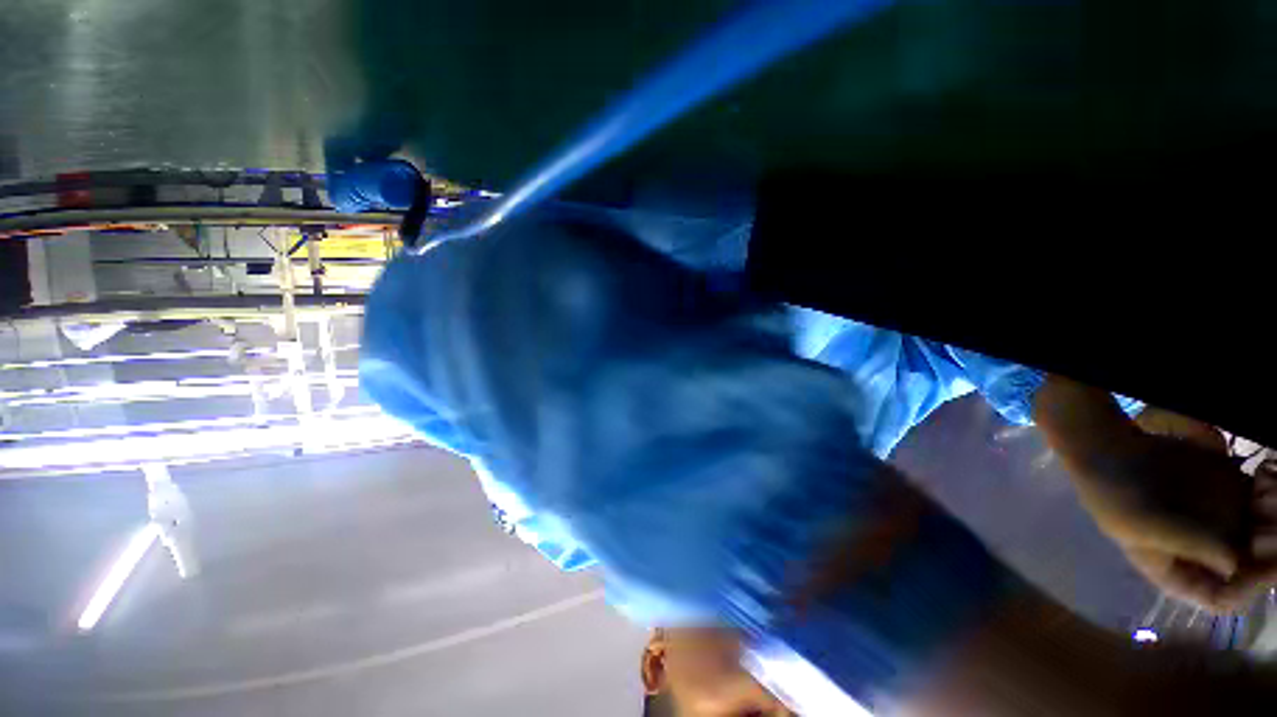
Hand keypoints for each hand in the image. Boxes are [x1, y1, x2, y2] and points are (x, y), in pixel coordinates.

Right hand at [1033, 378, 1275, 612]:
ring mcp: (1223, 520)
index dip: (1249, 588)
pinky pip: (1266, 497)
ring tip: (1266, 488)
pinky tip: (1266, 472)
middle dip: (1272, 548)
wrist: (1109, 449)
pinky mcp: (1230, 491)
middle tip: (1269, 520)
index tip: (1269, 565)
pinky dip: (1274, 487)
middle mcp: (1210, 553)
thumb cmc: (1115, 496)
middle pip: (1254, 565)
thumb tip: (1233, 565)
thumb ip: (1188, 544)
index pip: (1224, 598)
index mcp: (1184, 574)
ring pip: (1268, 530)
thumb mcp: (1142, 525)